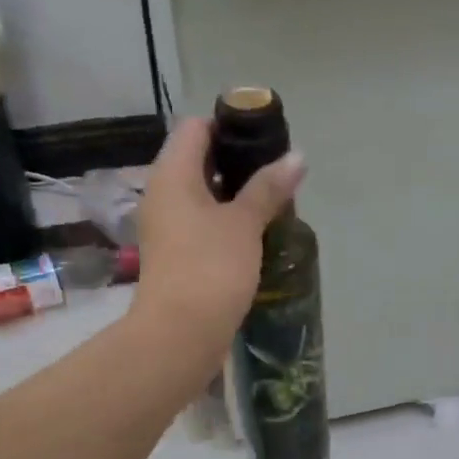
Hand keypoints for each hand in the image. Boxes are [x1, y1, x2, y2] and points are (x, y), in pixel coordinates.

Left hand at [131, 116, 304, 348]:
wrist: (180, 333)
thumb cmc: (211, 267)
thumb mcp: (244, 223)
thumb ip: (269, 187)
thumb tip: (297, 156)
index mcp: (172, 174)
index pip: (195, 127)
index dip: (228, 124)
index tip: (264, 138)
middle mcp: (162, 194)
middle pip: (197, 160)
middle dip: (237, 162)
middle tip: (276, 171)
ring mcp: (166, 227)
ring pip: (201, 194)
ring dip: (234, 194)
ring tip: (272, 201)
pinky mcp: (176, 255)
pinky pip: (200, 223)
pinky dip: (225, 220)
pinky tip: (255, 232)